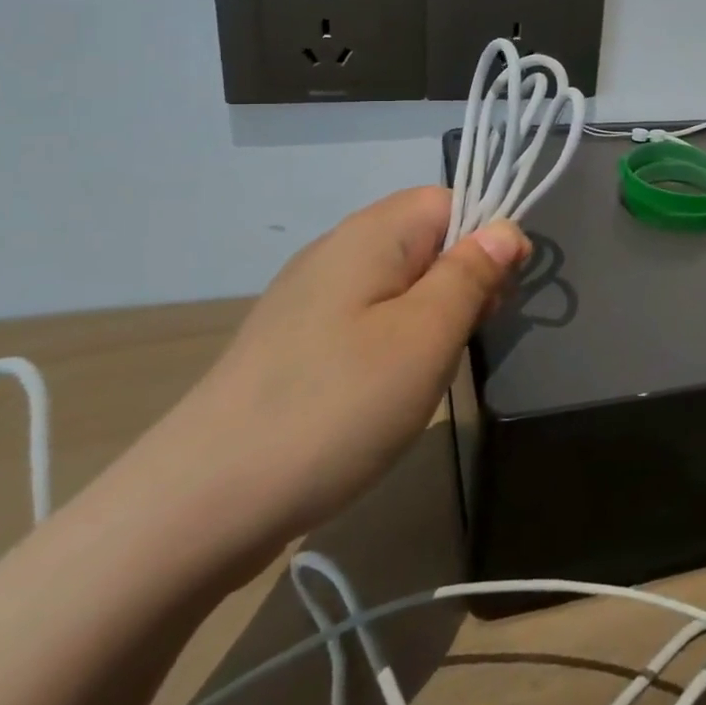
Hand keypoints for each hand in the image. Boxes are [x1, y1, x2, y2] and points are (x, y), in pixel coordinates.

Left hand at [134, 186, 527, 560]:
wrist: (199, 505)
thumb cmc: (335, 406)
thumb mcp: (426, 336)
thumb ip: (472, 274)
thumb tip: (506, 229)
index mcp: (370, 234)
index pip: (449, 199)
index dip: (486, 237)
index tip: (495, 296)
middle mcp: (336, 251)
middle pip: (425, 239)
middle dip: (460, 281)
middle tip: (462, 340)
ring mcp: (308, 299)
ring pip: (399, 283)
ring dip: (429, 317)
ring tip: (425, 374)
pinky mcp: (294, 342)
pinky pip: (366, 318)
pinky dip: (393, 343)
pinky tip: (385, 391)